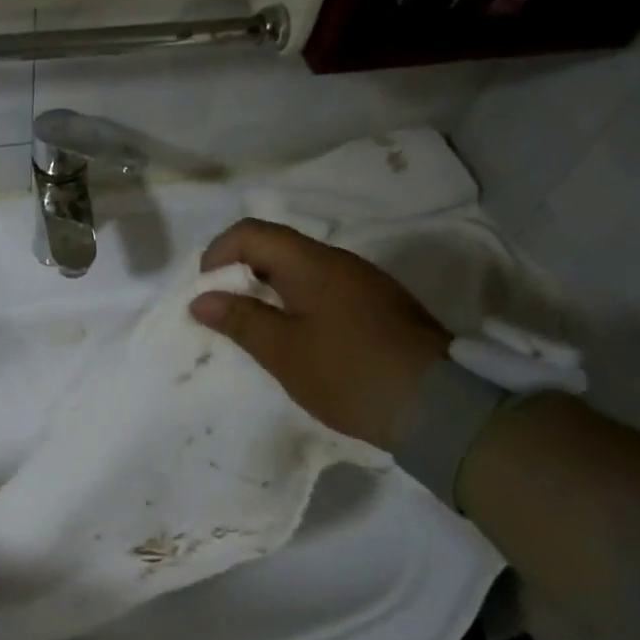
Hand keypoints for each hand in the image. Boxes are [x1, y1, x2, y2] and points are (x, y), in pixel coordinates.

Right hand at [188, 219, 448, 450]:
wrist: (439, 406)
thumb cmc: (348, 373)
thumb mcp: (283, 351)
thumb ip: (240, 319)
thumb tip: (201, 299)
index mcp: (312, 263)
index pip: (252, 232)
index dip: (219, 253)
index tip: (207, 291)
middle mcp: (339, 261)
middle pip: (277, 247)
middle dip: (241, 272)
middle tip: (225, 312)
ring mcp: (364, 282)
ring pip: (301, 269)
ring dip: (269, 289)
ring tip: (257, 328)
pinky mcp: (380, 305)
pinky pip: (325, 288)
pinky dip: (297, 302)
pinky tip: (298, 338)